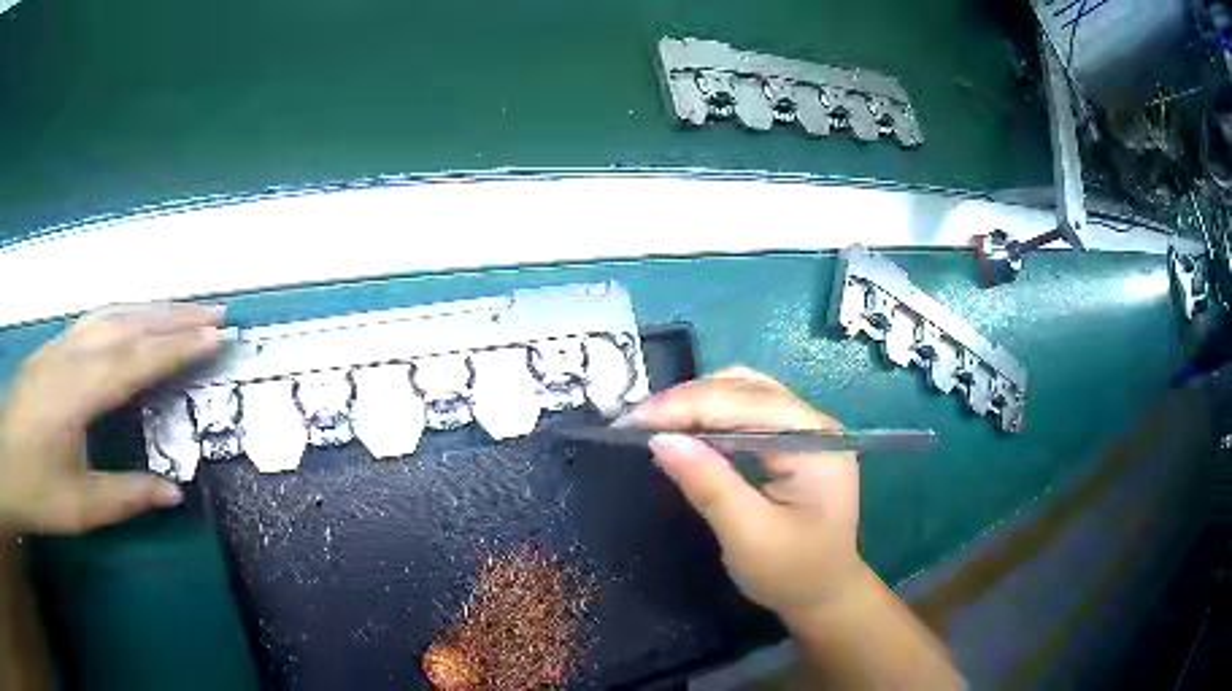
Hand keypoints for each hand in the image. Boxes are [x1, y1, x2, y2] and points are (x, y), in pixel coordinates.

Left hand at [0, 303, 223, 535]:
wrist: (7, 460)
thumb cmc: (36, 488)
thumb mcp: (80, 506)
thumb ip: (126, 495)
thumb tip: (174, 492)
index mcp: (78, 390)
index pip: (136, 360)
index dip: (177, 347)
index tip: (215, 337)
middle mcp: (72, 354)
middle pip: (128, 323)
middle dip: (174, 315)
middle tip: (216, 312)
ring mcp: (60, 345)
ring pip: (112, 313)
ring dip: (151, 308)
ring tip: (186, 309)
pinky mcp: (53, 348)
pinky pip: (95, 319)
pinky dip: (125, 313)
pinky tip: (135, 319)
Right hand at [625, 367, 861, 618]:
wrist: (825, 594)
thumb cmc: (792, 573)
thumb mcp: (749, 536)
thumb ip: (709, 485)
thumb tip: (660, 439)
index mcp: (814, 441)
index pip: (744, 404)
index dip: (685, 406)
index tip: (631, 422)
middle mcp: (813, 422)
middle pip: (744, 389)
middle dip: (686, 401)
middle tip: (634, 422)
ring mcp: (804, 427)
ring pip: (743, 391)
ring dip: (696, 401)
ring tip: (654, 421)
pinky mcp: (792, 439)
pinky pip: (746, 409)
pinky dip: (710, 412)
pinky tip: (686, 427)